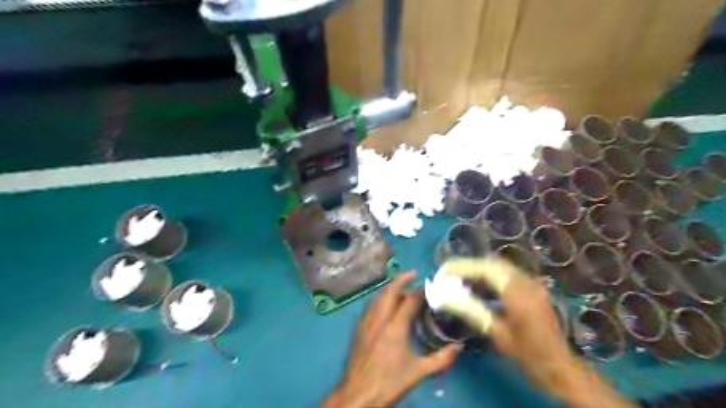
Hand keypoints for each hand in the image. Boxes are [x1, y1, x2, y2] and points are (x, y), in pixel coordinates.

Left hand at [321, 272, 461, 407]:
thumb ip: (441, 359)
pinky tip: (384, 304)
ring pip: (378, 296)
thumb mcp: (419, 372)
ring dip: (390, 288)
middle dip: (401, 279)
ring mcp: (367, 322)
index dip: (420, 292)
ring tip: (401, 288)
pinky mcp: (359, 328)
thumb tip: (460, 348)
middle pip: (390, 291)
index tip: (429, 287)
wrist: (358, 394)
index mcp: (395, 327)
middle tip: (413, 274)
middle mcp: (380, 319)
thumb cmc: (390, 382)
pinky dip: (380, 298)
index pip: (409, 300)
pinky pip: (370, 306)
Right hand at [439, 259, 632, 406]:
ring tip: (458, 278)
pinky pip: (506, 273)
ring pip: (499, 266)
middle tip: (448, 274)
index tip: (442, 273)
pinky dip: (489, 275)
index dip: (461, 267)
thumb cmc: (528, 355)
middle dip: (467, 266)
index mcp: (518, 293)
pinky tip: (478, 286)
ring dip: (477, 269)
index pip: (484, 269)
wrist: (561, 367)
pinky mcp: (533, 287)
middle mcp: (526, 282)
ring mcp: (532, 283)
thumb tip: (444, 296)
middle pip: (491, 263)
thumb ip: (471, 310)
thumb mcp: (497, 334)